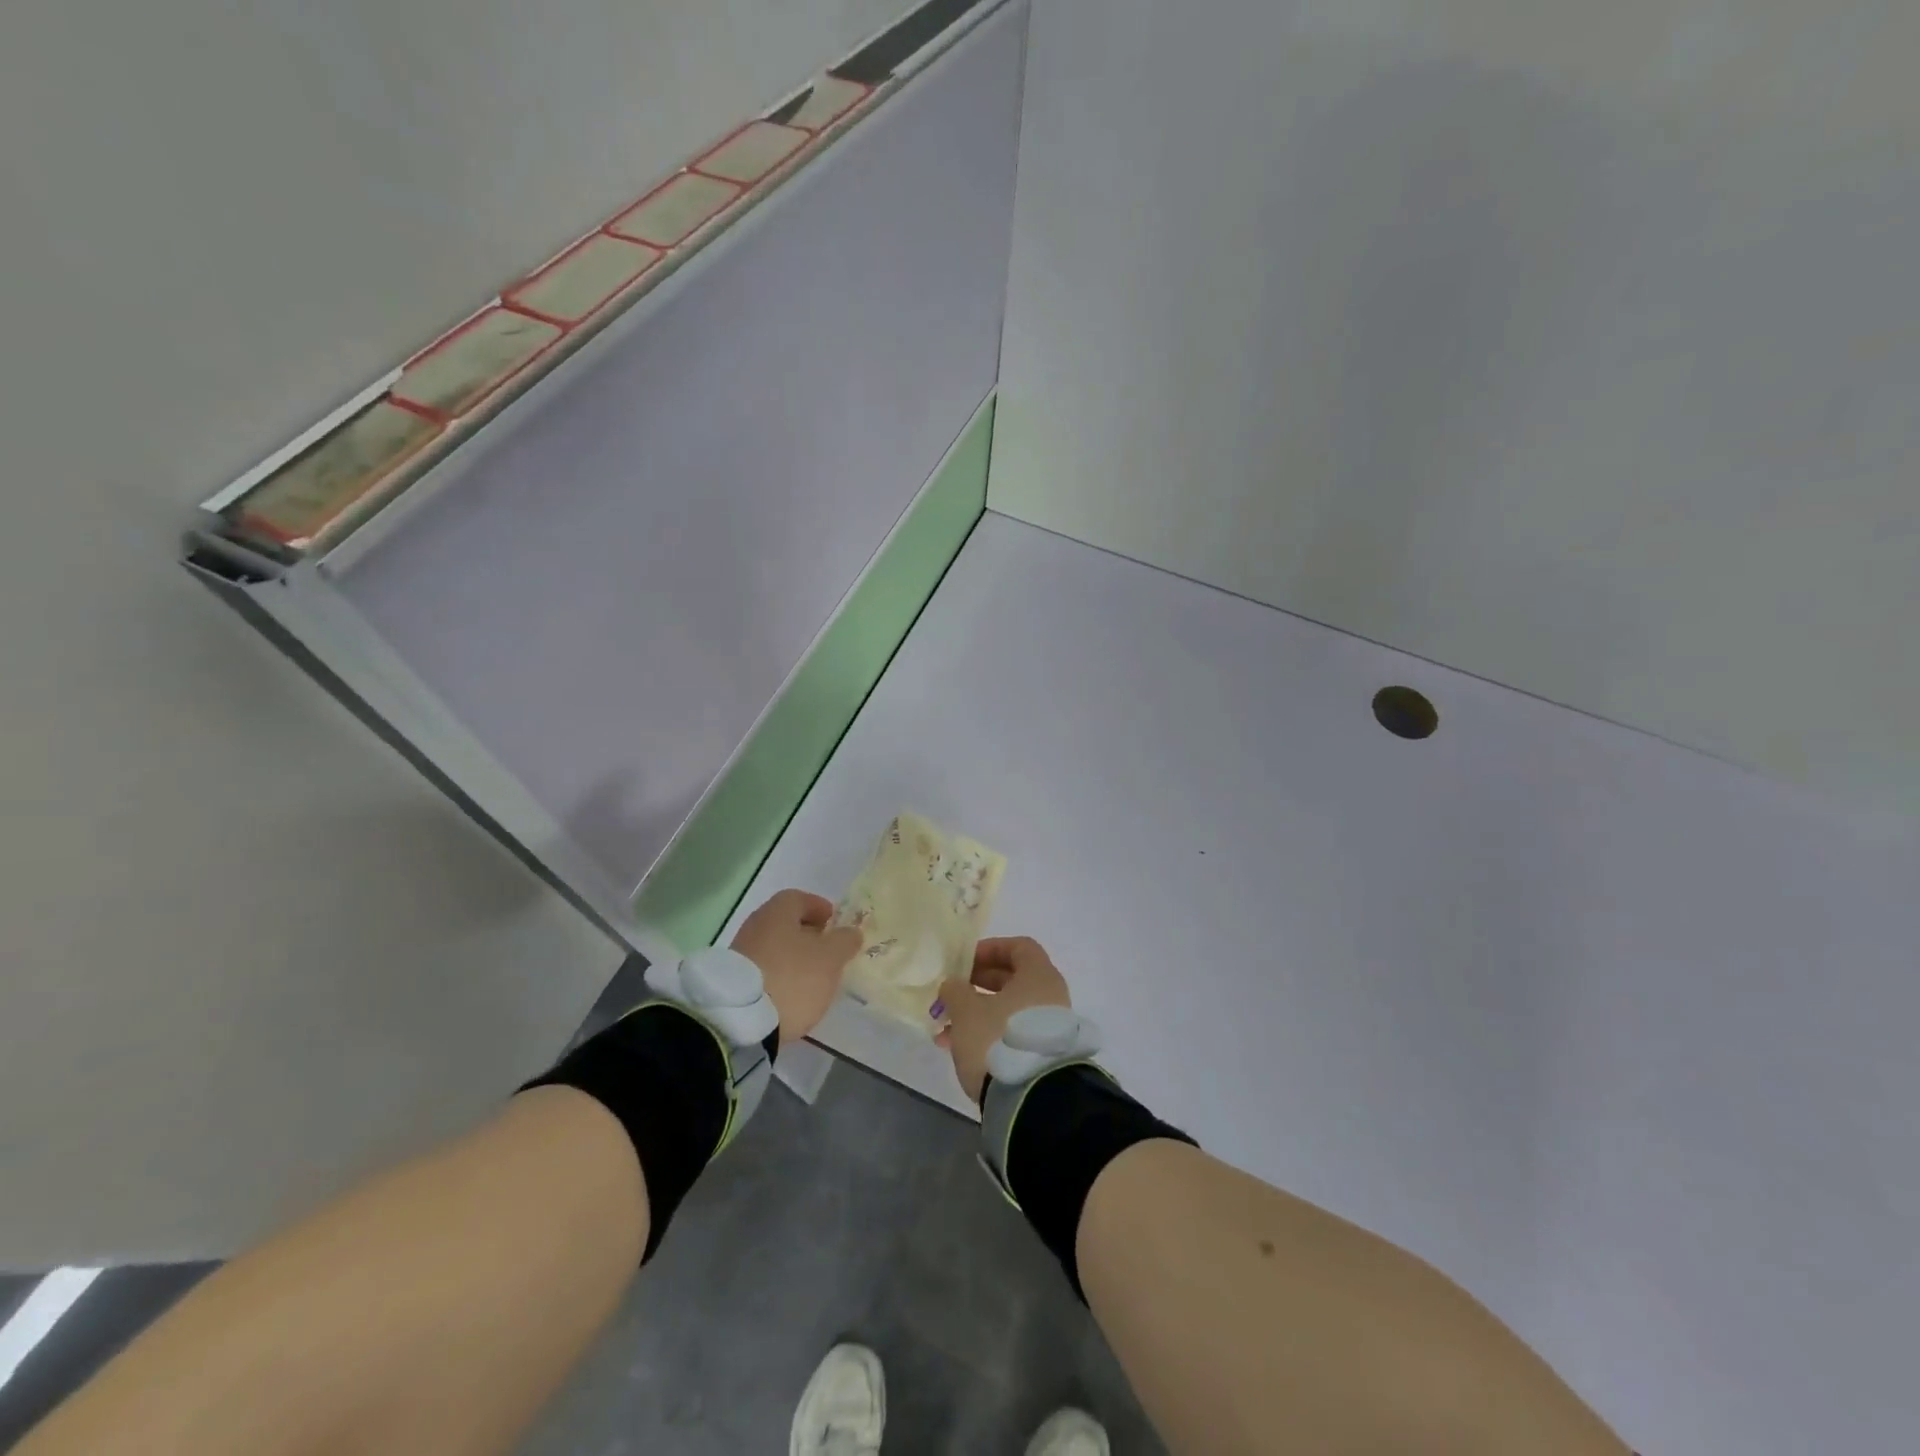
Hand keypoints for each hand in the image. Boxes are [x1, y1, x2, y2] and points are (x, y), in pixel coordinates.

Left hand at [730, 890, 860, 1046]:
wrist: (740, 1019)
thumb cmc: (792, 977)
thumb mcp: (830, 958)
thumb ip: (844, 941)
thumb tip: (850, 932)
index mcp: (778, 911)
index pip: (800, 898)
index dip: (820, 908)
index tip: (835, 924)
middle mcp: (755, 925)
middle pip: (786, 924)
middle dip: (808, 935)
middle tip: (828, 952)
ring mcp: (740, 953)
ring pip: (774, 948)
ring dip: (793, 958)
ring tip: (812, 978)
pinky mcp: (733, 982)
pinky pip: (763, 970)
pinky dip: (779, 976)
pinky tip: (790, 994)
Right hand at [936, 937, 1071, 1103]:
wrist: (1032, 1100)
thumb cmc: (998, 1039)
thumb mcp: (966, 1010)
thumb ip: (955, 990)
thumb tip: (953, 985)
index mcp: (1039, 976)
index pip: (1019, 947)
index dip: (990, 949)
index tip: (965, 962)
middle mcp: (1050, 997)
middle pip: (1013, 979)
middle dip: (978, 984)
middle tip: (952, 993)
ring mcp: (1049, 1027)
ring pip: (1009, 1009)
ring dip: (977, 1012)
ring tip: (945, 1028)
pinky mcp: (1042, 1054)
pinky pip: (1012, 1032)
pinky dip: (988, 1033)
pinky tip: (958, 1049)